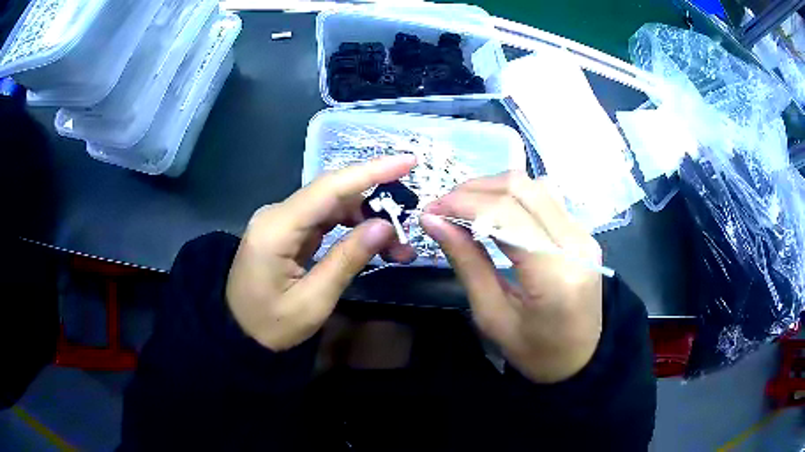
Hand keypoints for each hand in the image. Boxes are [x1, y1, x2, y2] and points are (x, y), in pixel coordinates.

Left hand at [226, 155, 416, 350]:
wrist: (237, 334)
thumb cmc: (271, 325)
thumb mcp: (313, 301)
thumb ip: (347, 259)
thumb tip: (385, 226)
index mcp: (276, 229)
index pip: (329, 188)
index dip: (371, 171)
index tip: (408, 161)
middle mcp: (276, 214)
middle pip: (332, 192)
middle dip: (375, 200)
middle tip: (409, 222)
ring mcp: (280, 220)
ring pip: (331, 204)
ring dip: (366, 217)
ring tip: (396, 244)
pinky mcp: (286, 230)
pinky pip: (324, 218)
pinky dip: (351, 226)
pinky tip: (372, 241)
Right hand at [421, 172, 602, 382]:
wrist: (582, 358)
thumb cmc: (535, 351)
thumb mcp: (492, 316)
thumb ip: (466, 262)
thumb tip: (433, 221)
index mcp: (554, 274)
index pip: (506, 214)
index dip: (463, 204)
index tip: (430, 210)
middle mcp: (575, 243)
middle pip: (521, 188)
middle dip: (473, 190)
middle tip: (442, 208)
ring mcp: (583, 234)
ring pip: (534, 184)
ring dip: (493, 187)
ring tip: (464, 208)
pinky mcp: (583, 232)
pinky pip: (546, 197)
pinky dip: (513, 195)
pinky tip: (495, 211)